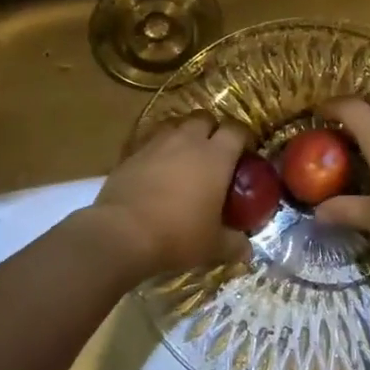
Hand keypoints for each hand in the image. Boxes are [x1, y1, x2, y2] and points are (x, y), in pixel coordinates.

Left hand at [88, 115, 253, 278]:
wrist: (122, 232)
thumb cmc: (178, 234)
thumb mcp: (213, 246)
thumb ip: (234, 244)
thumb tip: (247, 251)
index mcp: (216, 156)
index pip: (237, 130)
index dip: (243, 138)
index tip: (245, 153)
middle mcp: (187, 141)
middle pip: (205, 118)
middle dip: (211, 130)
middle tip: (214, 153)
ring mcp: (156, 143)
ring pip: (175, 125)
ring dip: (183, 135)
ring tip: (184, 157)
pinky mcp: (131, 153)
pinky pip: (150, 141)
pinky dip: (158, 150)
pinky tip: (156, 169)